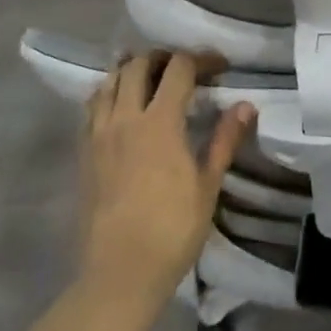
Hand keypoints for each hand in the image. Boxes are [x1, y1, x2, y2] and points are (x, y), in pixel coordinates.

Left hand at [81, 51, 255, 307]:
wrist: (120, 272)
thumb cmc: (172, 230)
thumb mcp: (208, 185)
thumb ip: (224, 140)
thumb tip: (246, 105)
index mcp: (159, 122)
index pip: (178, 68)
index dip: (201, 59)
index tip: (219, 67)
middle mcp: (125, 117)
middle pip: (138, 64)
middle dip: (163, 57)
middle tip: (184, 69)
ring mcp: (99, 134)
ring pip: (110, 81)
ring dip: (132, 71)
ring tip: (151, 81)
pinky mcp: (83, 152)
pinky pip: (93, 106)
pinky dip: (109, 94)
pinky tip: (123, 109)